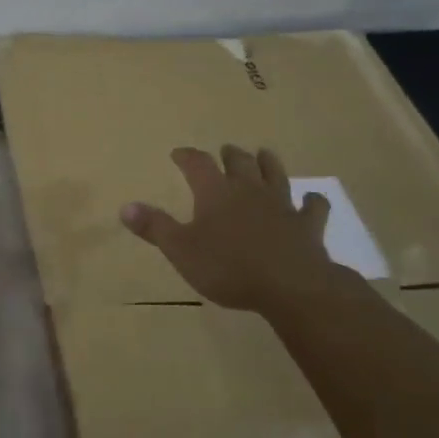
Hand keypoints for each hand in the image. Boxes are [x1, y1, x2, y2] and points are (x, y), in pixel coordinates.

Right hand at [120, 145, 342, 315]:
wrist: (291, 286)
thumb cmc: (228, 267)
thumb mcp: (181, 250)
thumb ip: (154, 227)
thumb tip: (125, 206)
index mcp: (215, 193)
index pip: (198, 163)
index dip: (187, 156)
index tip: (178, 153)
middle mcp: (249, 190)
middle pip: (240, 162)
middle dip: (230, 155)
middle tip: (225, 151)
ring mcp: (282, 205)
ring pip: (275, 174)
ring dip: (268, 163)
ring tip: (263, 155)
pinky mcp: (307, 225)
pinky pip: (313, 206)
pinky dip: (311, 201)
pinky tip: (311, 200)